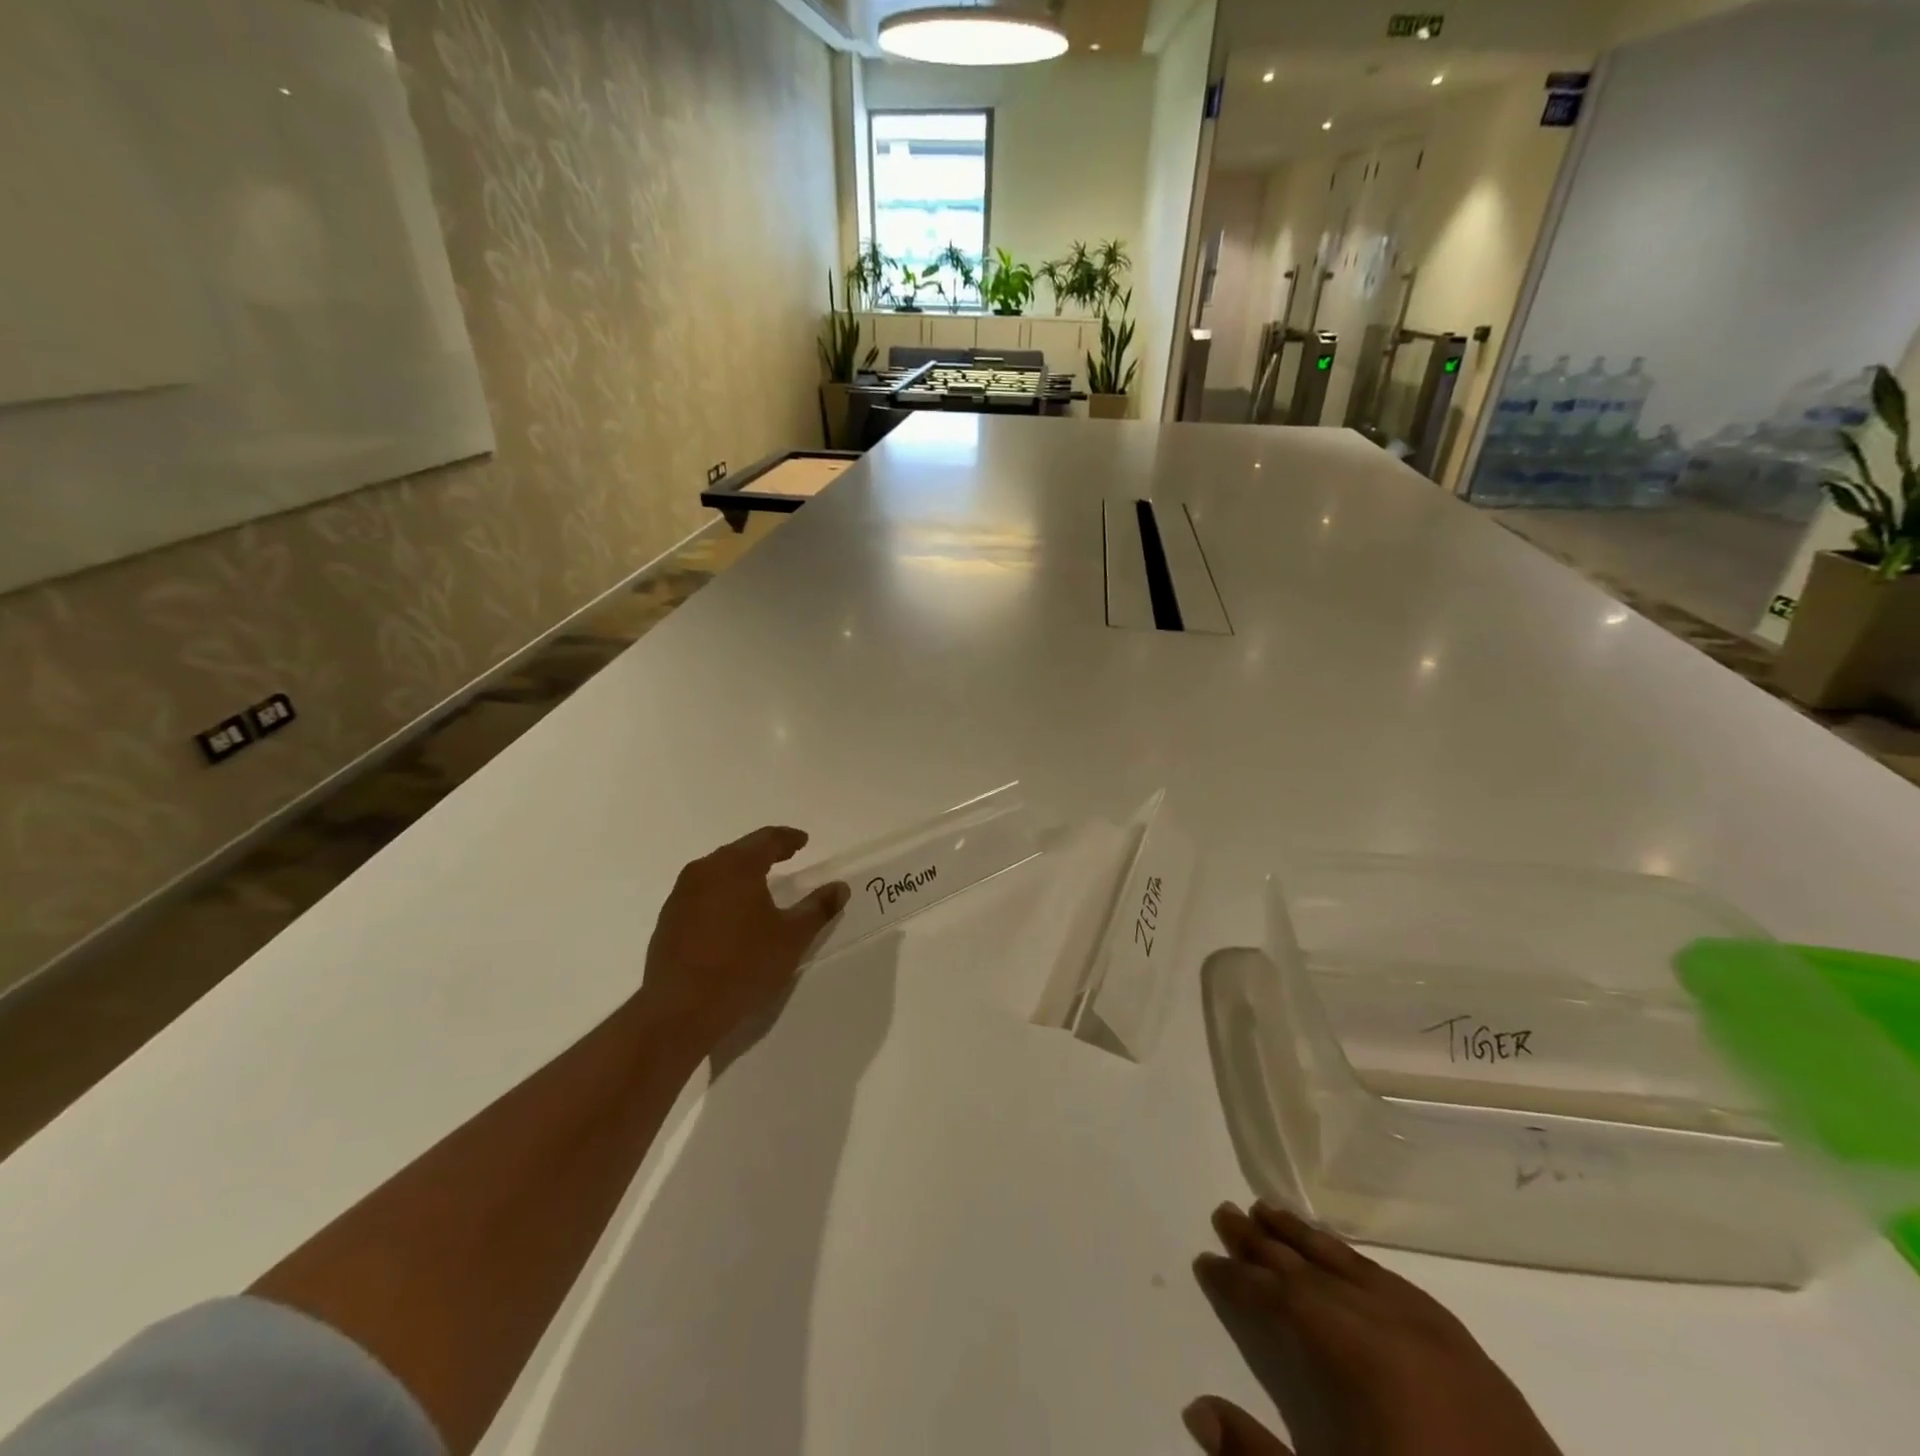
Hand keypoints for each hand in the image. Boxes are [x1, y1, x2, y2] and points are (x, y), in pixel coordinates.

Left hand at [641, 827, 848, 1041]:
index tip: (803, 841)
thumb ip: (818, 908)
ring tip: (761, 887)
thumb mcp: (792, 938)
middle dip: (765, 853)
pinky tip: (733, 915)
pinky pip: (702, 894)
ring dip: (741, 874)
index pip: (766, 839)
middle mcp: (704, 871)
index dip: (788, 839)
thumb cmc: (743, 965)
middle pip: (739, 851)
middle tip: (786, 856)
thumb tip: (840, 888)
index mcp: (736, 866)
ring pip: (717, 872)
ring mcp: (681, 895)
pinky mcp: (668, 920)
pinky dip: (723, 895)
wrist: (679, 1010)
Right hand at [1185, 1202, 1563, 1455]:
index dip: (1239, 1280)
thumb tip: (1197, 1409)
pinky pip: (1402, 1287)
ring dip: (1311, 1241)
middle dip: (1266, 1243)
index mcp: (1361, 1360)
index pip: (1282, 1300)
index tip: (1205, 1260)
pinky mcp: (1479, 1361)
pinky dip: (1363, 1266)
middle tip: (1227, 1212)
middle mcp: (1397, 1330)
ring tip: (1274, 1210)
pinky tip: (1353, 1264)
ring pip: (1359, 1270)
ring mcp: (1443, 1341)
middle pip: (1315, 1272)